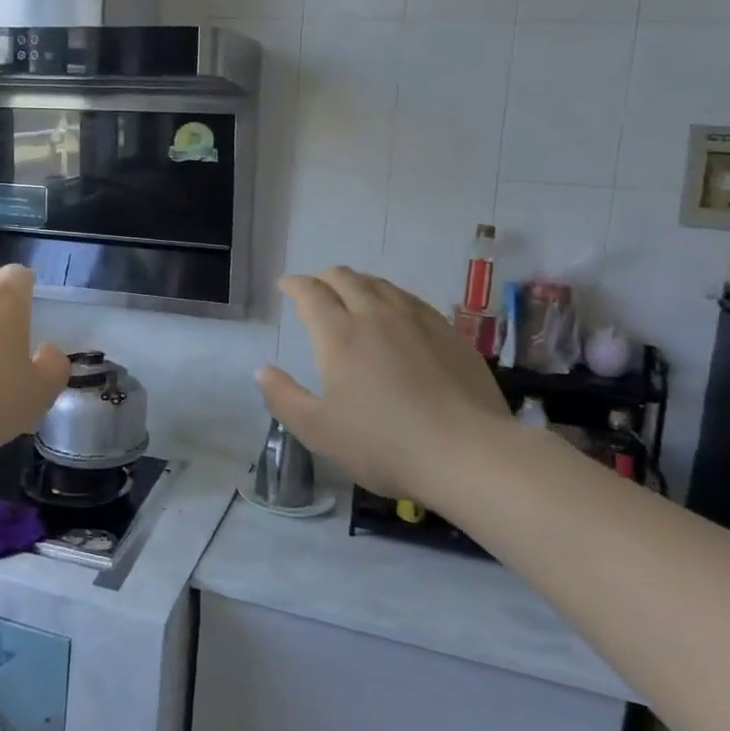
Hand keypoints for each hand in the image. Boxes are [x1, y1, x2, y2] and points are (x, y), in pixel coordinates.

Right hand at [256, 267, 510, 505]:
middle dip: (324, 278)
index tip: (285, 285)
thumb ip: (284, 398)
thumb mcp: (319, 431)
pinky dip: (391, 296)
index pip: (311, 293)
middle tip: (315, 288)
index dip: (295, 285)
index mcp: (339, 335)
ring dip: (358, 283)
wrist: (468, 452)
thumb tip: (262, 371)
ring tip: (352, 293)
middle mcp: (376, 315)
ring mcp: (417, 320)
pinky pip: (411, 299)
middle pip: (346, 278)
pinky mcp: (449, 333)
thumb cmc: (384, 444)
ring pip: (381, 284)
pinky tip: (396, 312)